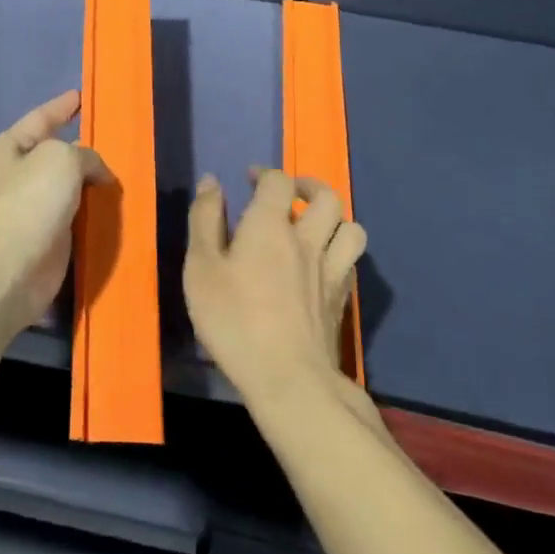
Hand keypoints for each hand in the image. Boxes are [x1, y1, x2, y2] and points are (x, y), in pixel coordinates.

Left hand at [0, 90, 112, 341]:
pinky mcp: (47, 241)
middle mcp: (16, 176)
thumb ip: (85, 155)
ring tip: (125, 174)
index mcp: (9, 148)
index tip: (81, 96)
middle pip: (56, 154)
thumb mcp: (61, 159)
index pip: (41, 118)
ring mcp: (30, 210)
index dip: (61, 106)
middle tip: (118, 140)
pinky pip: (76, 218)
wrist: (8, 271)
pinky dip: (94, 213)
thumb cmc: (28, 202)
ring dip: (92, 185)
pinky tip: (117, 209)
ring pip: (69, 188)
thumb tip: (96, 173)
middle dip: (83, 150)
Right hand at [184, 168, 367, 409]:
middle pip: (327, 197)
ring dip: (335, 218)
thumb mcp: (202, 267)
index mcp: (270, 225)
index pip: (278, 181)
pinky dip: (340, 251)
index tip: (249, 179)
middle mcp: (307, 240)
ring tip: (315, 224)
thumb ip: (205, 219)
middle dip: (308, 186)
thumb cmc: (234, 320)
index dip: (265, 173)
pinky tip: (324, 263)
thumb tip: (212, 181)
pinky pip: (352, 262)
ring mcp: (330, 271)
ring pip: (351, 228)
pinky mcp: (342, 301)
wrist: (289, 380)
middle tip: (289, 193)